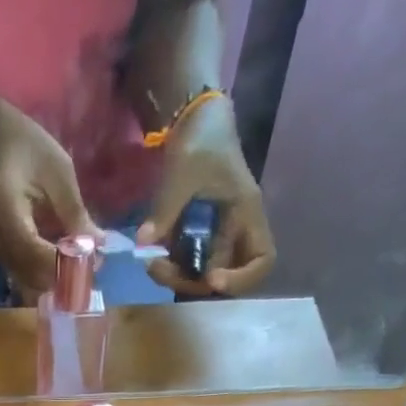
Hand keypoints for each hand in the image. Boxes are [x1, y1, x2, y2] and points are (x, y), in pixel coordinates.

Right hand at [0, 104, 100, 300]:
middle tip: (92, 266)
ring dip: (56, 278)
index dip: (63, 263)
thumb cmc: (24, 144)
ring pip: (28, 279)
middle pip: (31, 275)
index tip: (90, 262)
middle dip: (63, 276)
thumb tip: (97, 244)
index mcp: (8, 213)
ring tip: (84, 265)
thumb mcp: (57, 170)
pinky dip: (47, 272)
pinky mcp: (3, 250)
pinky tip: (66, 262)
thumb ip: (74, 211)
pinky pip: (25, 271)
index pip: (35, 252)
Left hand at [136, 97, 275, 296]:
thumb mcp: (185, 169)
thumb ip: (166, 208)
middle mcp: (235, 233)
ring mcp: (214, 238)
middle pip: (223, 279)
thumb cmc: (202, 139)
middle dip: (192, 283)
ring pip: (200, 278)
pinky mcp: (196, 239)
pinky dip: (169, 268)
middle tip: (161, 268)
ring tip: (152, 263)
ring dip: (176, 279)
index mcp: (246, 213)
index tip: (212, 279)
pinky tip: (152, 256)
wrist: (193, 121)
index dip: (242, 279)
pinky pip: (185, 266)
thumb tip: (144, 243)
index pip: (262, 259)